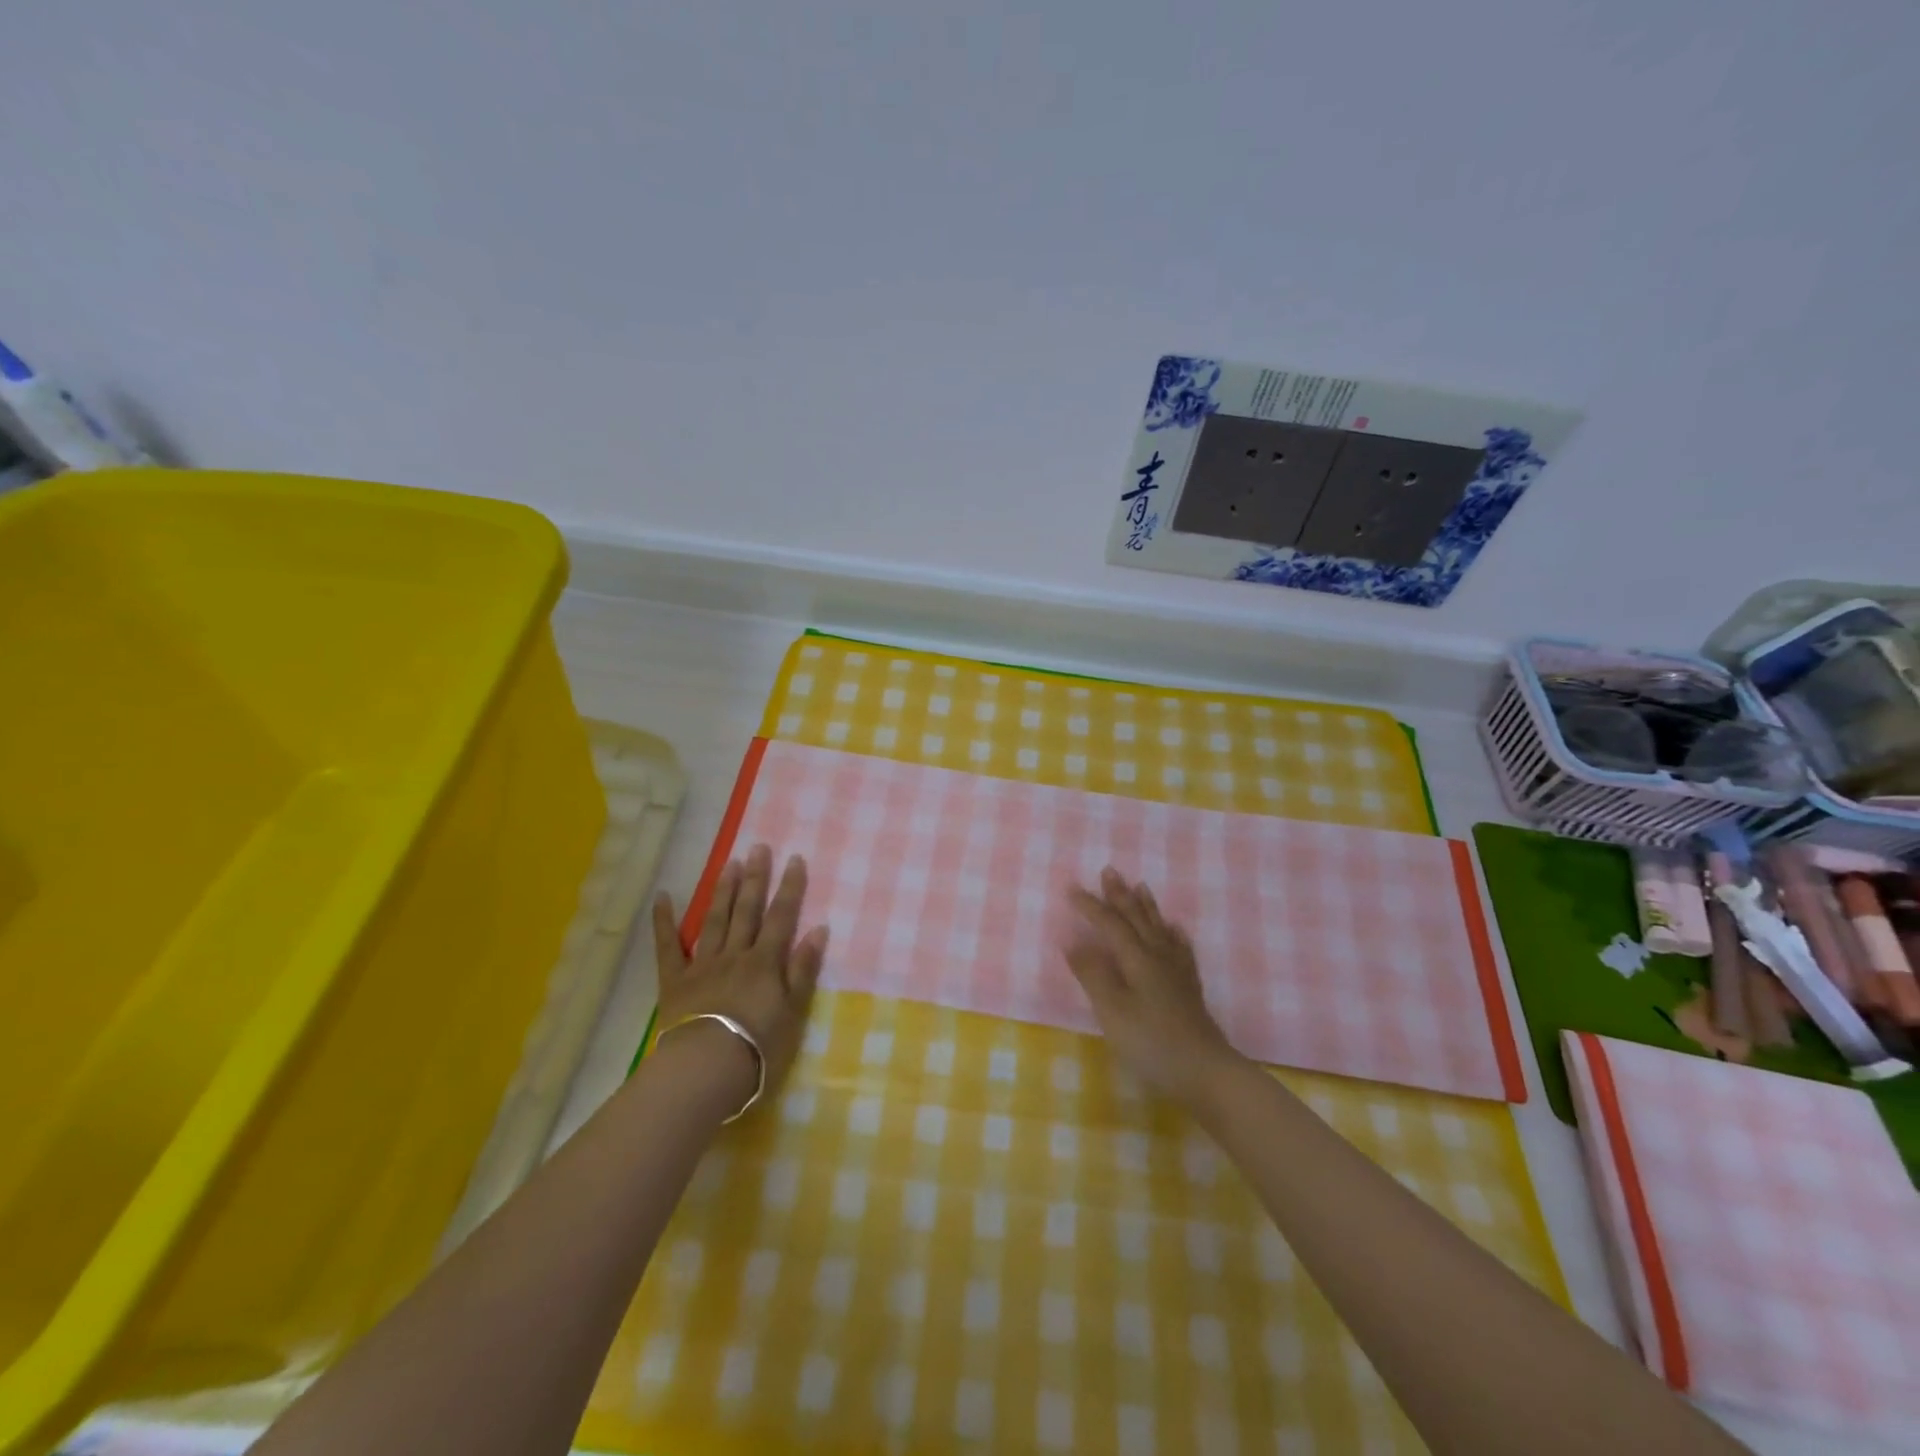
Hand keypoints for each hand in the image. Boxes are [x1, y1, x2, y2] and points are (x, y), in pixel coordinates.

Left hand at [652, 844, 828, 1110]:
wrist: (705, 1068)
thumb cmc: (758, 1046)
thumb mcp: (794, 1011)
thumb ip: (803, 969)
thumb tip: (818, 929)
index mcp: (765, 962)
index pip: (781, 917)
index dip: (790, 888)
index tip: (795, 859)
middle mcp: (735, 954)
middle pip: (747, 910)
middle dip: (756, 878)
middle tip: (759, 848)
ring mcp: (703, 964)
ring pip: (715, 920)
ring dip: (723, 890)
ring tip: (730, 863)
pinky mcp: (675, 980)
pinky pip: (668, 947)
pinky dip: (664, 921)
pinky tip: (664, 897)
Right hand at [1065, 868, 1240, 1108]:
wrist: (1205, 1071)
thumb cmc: (1151, 1042)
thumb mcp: (1112, 1010)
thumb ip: (1092, 974)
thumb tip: (1071, 939)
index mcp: (1136, 958)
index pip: (1109, 923)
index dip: (1089, 905)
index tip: (1070, 887)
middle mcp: (1157, 956)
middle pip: (1136, 918)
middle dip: (1120, 895)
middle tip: (1109, 871)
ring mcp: (1177, 972)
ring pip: (1159, 928)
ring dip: (1146, 906)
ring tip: (1141, 886)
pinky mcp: (1189, 989)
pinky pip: (1181, 950)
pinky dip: (1175, 935)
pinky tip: (1175, 930)